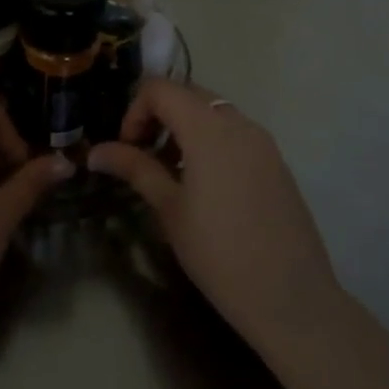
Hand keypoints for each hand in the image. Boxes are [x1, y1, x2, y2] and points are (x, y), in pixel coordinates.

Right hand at [87, 80, 343, 350]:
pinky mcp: (277, 165)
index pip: (161, 89)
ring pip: (214, 113)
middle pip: (188, 95)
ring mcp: (264, 144)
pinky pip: (235, 135)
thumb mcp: (168, 209)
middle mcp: (240, 125)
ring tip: (169, 173)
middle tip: (141, 155)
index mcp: (209, 130)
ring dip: (183, 128)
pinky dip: (209, 142)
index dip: (134, 111)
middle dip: (158, 115)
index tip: (127, 149)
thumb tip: (96, 151)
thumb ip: (134, 168)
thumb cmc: (219, 252)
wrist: (291, 299)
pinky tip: (202, 186)